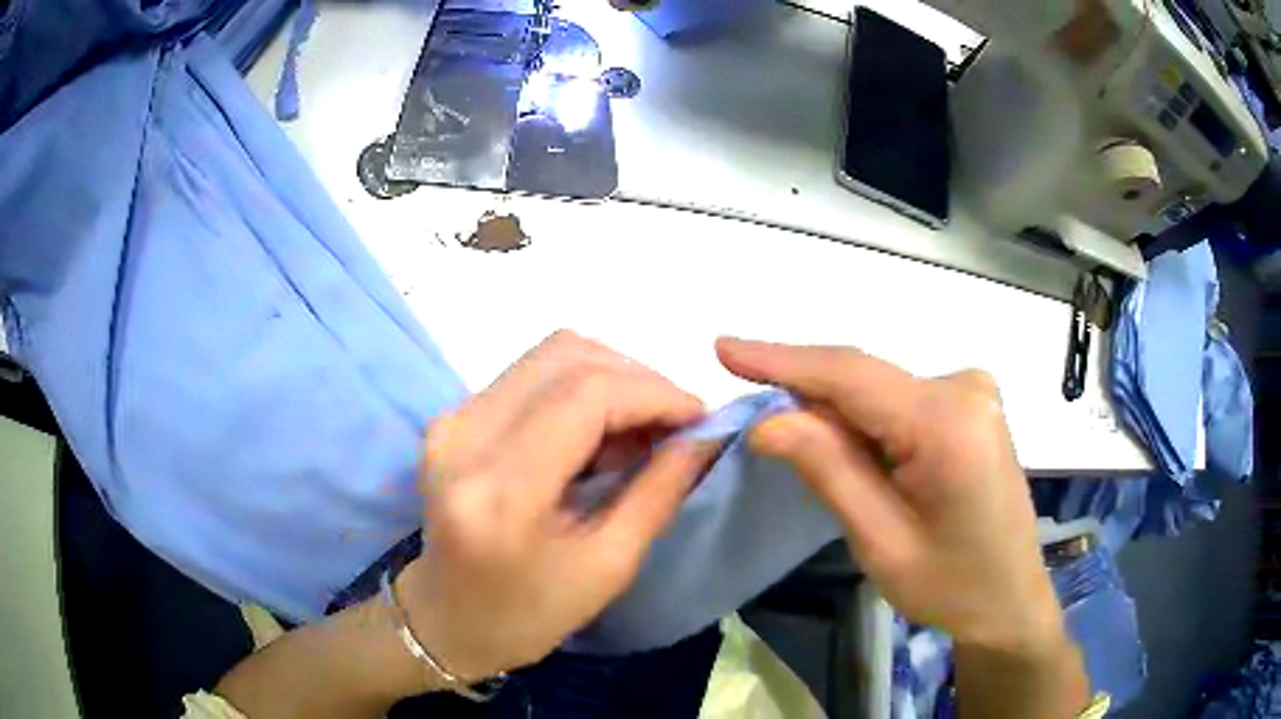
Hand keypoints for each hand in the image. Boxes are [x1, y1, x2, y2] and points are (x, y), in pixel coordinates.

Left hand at [396, 331, 716, 680]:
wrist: (449, 618)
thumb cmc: (530, 612)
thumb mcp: (609, 565)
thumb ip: (660, 490)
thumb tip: (707, 434)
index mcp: (502, 489)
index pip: (587, 395)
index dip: (655, 393)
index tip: (701, 417)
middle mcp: (465, 435)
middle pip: (568, 356)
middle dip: (637, 380)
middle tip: (675, 424)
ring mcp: (451, 419)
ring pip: (550, 354)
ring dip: (610, 379)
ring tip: (640, 429)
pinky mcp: (452, 416)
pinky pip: (530, 375)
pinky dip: (579, 389)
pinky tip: (600, 431)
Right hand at [716, 338, 1063, 655]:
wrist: (1009, 597)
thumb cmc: (950, 585)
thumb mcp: (881, 542)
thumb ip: (828, 471)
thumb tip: (767, 420)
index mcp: (948, 423)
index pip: (850, 375)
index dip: (782, 359)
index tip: (723, 348)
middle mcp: (965, 388)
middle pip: (865, 377)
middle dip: (802, 386)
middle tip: (744, 394)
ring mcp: (973, 392)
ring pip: (880, 387)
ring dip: (832, 405)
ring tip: (788, 429)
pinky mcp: (971, 404)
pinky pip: (900, 398)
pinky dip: (863, 414)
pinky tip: (844, 440)